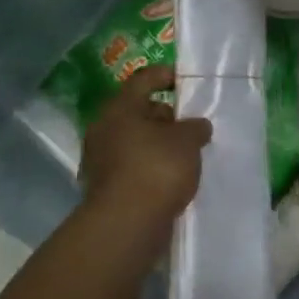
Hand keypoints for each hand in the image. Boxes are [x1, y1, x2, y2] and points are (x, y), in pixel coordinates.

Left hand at [79, 65, 212, 233]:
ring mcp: (101, 160)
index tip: (185, 80)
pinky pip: (133, 167)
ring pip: (136, 141)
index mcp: (120, 108)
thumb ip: (195, 127)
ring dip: (159, 145)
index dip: (165, 75)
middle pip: (138, 112)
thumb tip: (197, 126)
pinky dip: (151, 168)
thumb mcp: (187, 141)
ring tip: (187, 155)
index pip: (143, 80)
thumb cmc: (157, 168)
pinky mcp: (106, 187)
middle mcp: (104, 129)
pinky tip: (172, 178)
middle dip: (165, 116)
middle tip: (191, 126)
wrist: (127, 224)